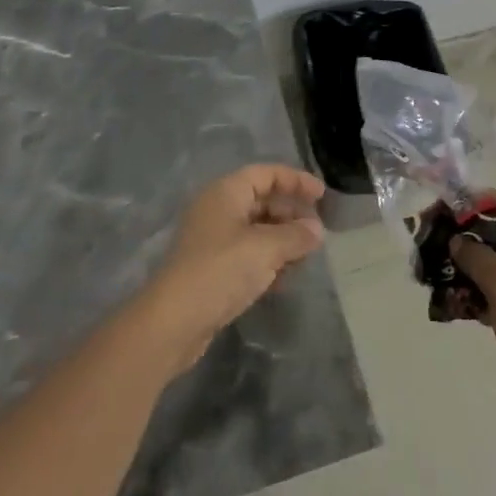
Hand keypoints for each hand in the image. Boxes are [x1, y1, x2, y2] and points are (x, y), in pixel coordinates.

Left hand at [137, 164, 325, 370]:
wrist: (174, 321)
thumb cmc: (221, 270)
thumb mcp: (265, 248)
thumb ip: (295, 235)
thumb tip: (316, 230)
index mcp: (226, 192)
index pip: (266, 174)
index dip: (295, 180)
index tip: (322, 196)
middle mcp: (218, 209)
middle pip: (262, 200)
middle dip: (291, 213)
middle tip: (317, 231)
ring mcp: (213, 239)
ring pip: (256, 229)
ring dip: (282, 239)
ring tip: (306, 256)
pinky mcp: (213, 268)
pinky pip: (248, 254)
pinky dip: (268, 260)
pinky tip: (285, 278)